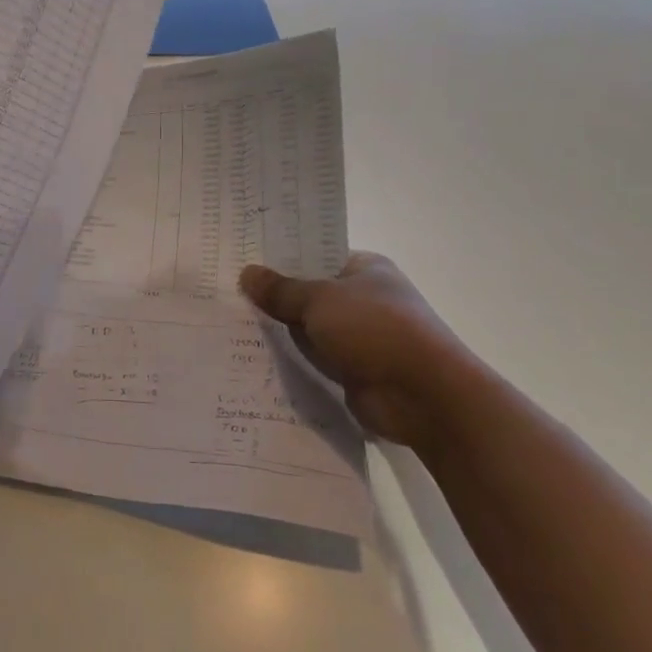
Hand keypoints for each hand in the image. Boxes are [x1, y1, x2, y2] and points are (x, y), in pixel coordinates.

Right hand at [238, 252, 482, 451]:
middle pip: (310, 293)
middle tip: (228, 294)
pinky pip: (315, 360)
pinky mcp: (355, 370)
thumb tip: (246, 274)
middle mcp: (365, 299)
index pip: (316, 256)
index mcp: (366, 269)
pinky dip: (294, 361)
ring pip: (310, 329)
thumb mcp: (319, 299)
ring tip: (231, 325)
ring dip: (282, 332)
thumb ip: (280, 289)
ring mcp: (362, 337)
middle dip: (275, 297)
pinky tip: (255, 358)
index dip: (281, 259)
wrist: (423, 395)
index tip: (243, 262)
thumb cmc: (374, 329)